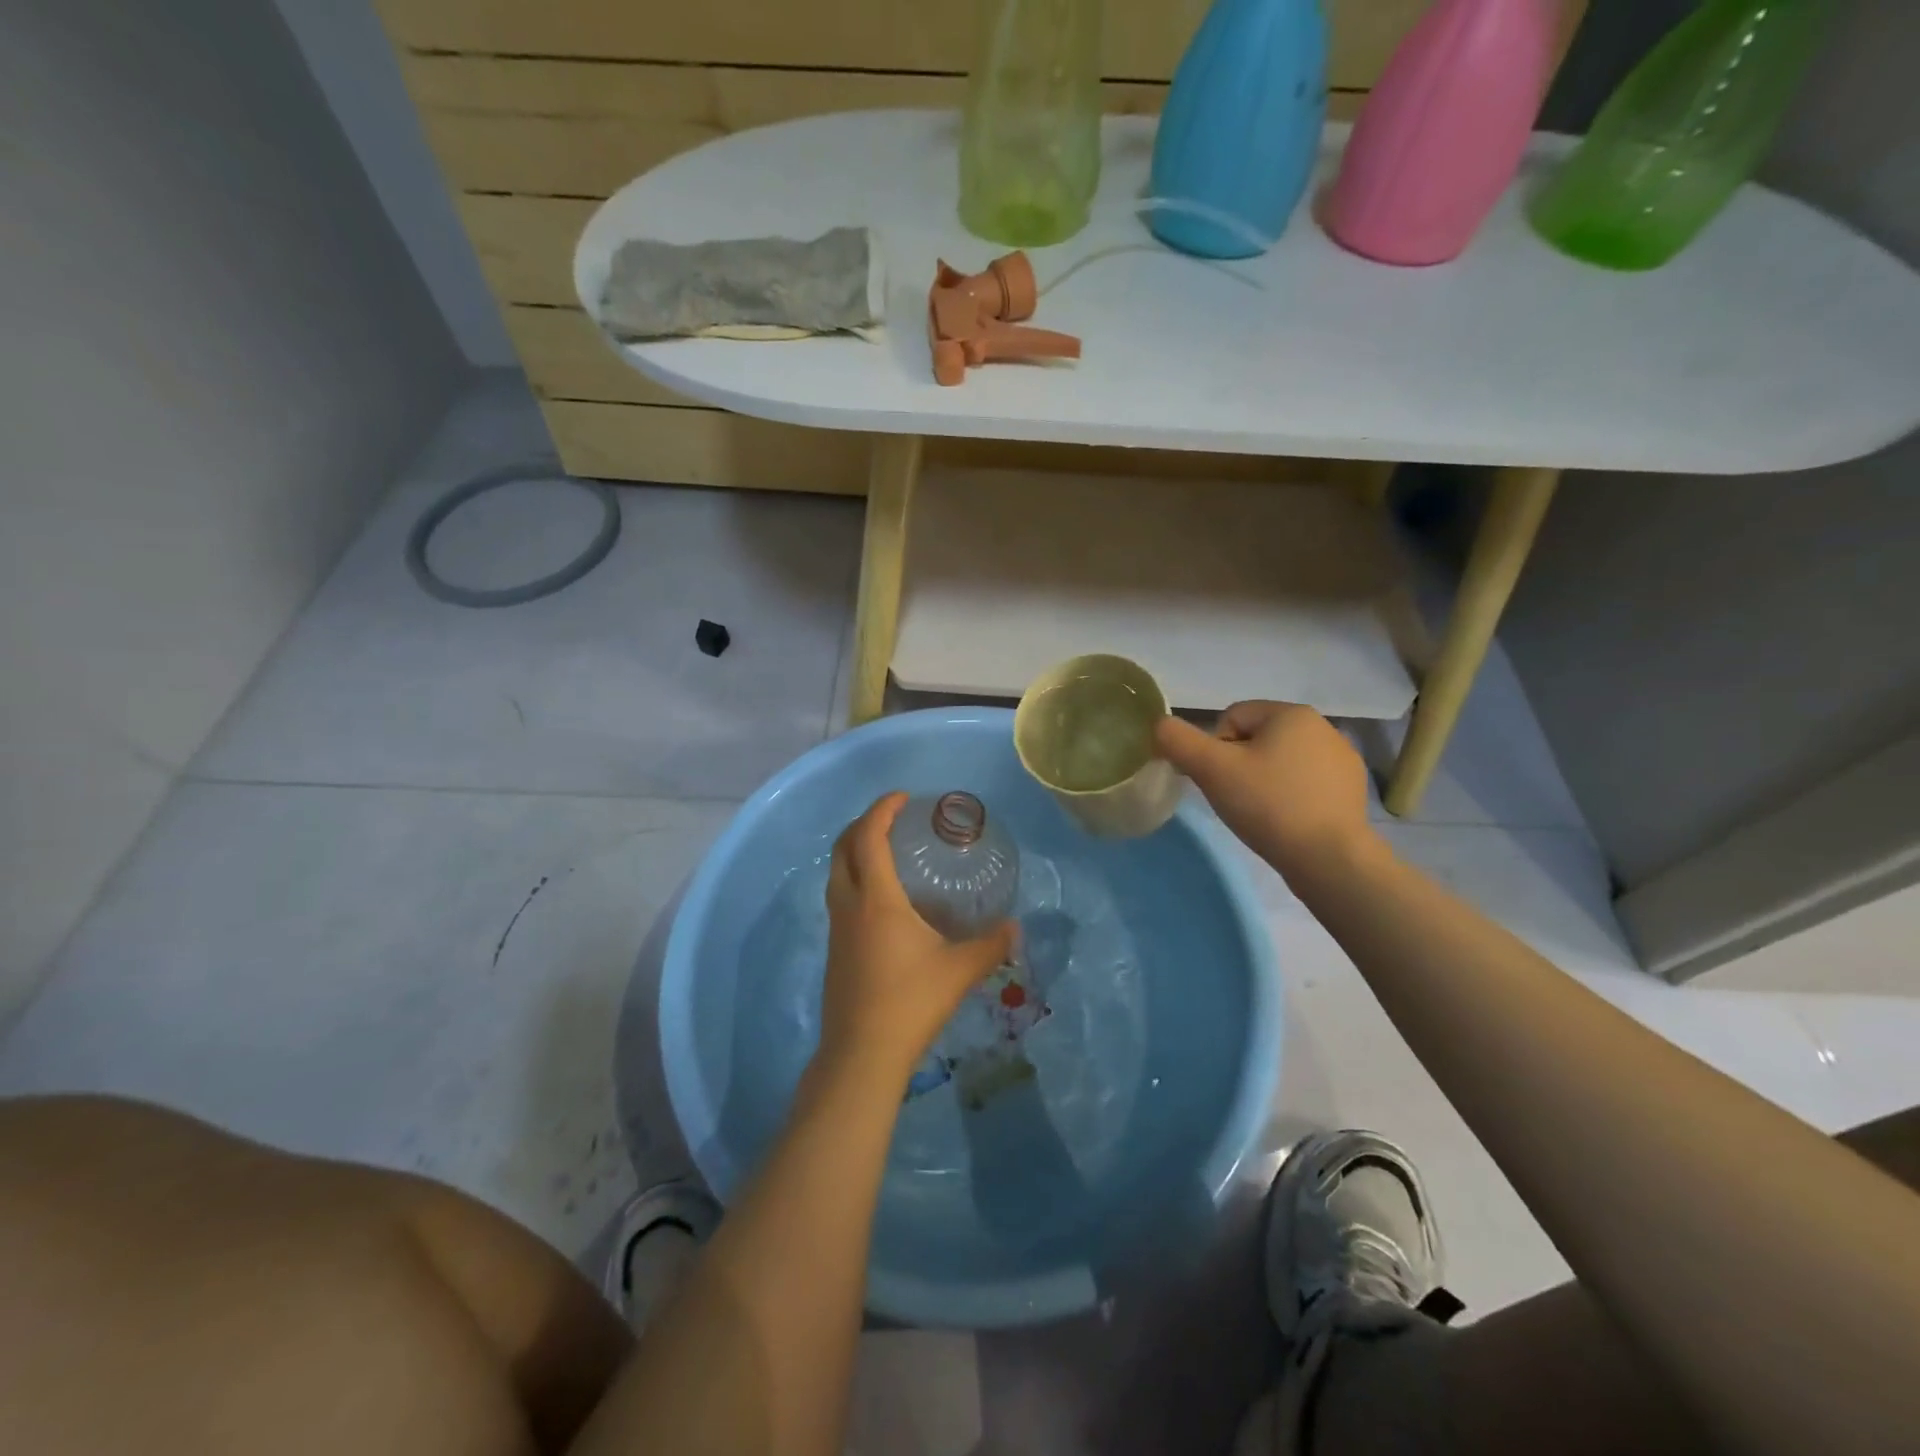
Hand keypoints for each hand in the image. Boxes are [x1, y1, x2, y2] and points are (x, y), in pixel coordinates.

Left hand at [818, 793, 1016, 1089]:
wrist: (862, 1054)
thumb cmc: (911, 1002)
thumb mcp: (960, 970)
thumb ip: (991, 945)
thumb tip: (1016, 928)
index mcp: (876, 899)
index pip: (869, 836)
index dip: (882, 809)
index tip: (903, 797)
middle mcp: (849, 905)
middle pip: (842, 848)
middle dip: (862, 824)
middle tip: (891, 819)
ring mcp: (837, 929)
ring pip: (835, 874)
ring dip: (854, 852)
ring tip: (885, 852)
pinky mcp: (835, 950)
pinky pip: (839, 898)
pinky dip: (854, 879)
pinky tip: (881, 901)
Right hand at [1155, 702, 1380, 883]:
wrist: (1330, 859)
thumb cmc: (1268, 805)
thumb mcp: (1211, 769)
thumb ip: (1178, 740)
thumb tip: (1159, 725)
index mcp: (1292, 713)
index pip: (1231, 717)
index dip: (1214, 749)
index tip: (1219, 780)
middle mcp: (1323, 726)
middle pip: (1256, 738)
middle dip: (1239, 764)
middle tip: (1235, 798)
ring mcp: (1342, 759)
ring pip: (1280, 760)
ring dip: (1264, 780)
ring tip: (1261, 813)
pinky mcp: (1351, 789)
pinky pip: (1305, 782)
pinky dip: (1290, 796)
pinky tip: (1287, 822)